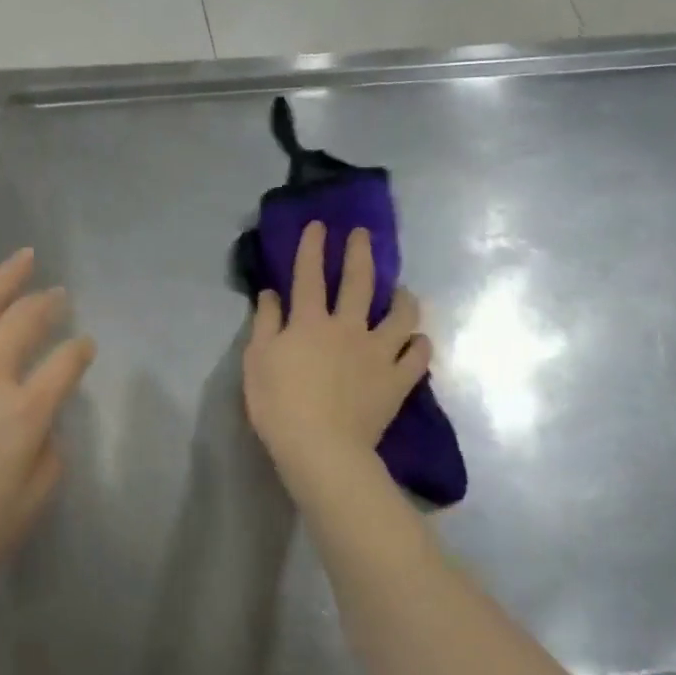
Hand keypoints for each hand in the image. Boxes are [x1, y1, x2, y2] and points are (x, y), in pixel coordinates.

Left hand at [0, 249, 94, 616]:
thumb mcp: (26, 512)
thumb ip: (49, 462)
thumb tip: (46, 428)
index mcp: (23, 413)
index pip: (65, 366)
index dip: (80, 351)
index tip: (85, 345)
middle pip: (24, 324)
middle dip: (48, 304)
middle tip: (59, 293)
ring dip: (3, 279)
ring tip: (23, 257)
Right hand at [243, 223, 430, 497]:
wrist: (320, 448)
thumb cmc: (279, 405)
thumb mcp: (257, 361)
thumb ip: (266, 324)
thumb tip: (271, 294)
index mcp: (309, 322)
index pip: (309, 275)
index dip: (313, 248)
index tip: (319, 225)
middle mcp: (347, 327)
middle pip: (358, 282)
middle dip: (360, 253)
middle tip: (363, 235)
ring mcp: (377, 352)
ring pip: (400, 315)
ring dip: (402, 298)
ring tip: (402, 291)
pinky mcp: (397, 379)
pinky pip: (417, 355)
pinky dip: (418, 344)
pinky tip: (417, 340)